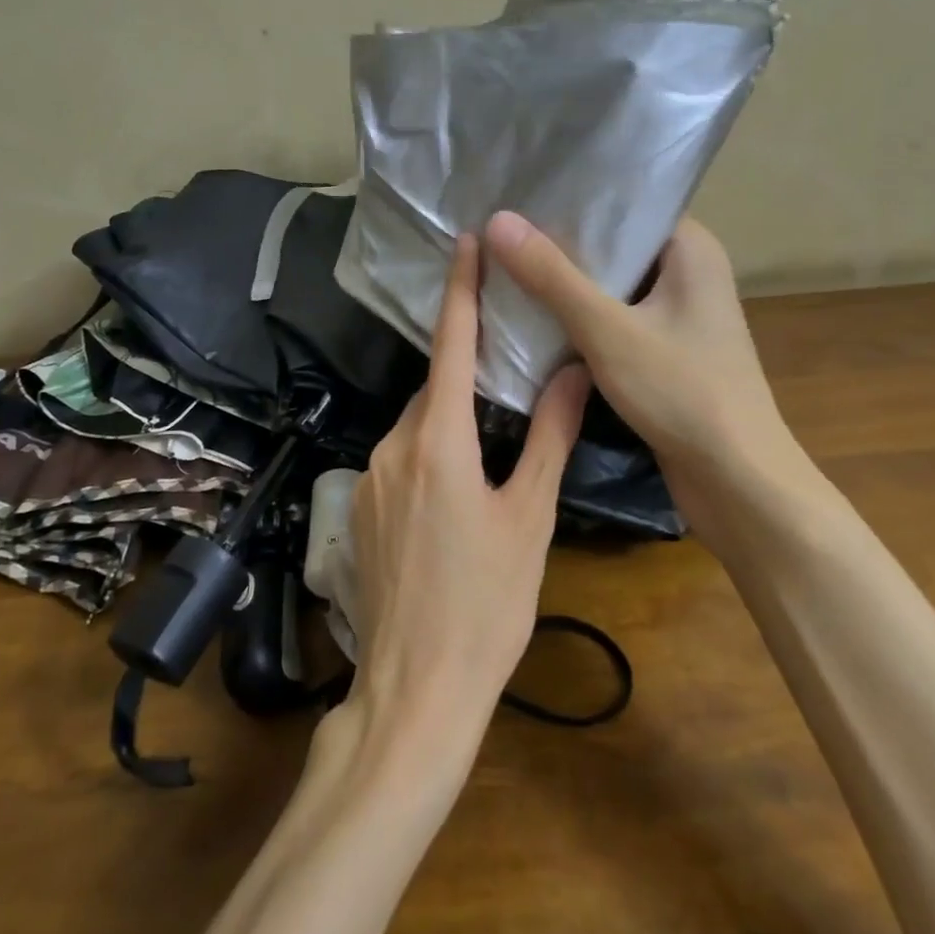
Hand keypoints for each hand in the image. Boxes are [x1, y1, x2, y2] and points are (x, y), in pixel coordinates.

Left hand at [350, 234, 590, 731]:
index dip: (461, 288)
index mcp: (438, 439)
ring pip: (416, 425)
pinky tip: (454, 491)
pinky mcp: (358, 509)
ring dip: (449, 419)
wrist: (414, 691)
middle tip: (507, 369)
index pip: (451, 344)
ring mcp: (367, 478)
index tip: (464, 242)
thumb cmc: (486, 604)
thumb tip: (576, 372)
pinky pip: (398, 458)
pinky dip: (428, 452)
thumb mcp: (530, 518)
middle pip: (434, 388)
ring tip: (488, 443)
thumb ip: (550, 438)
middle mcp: (392, 445)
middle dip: (466, 372)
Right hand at [486, 212, 795, 499]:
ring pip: (611, 285)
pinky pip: (614, 318)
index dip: (572, 197)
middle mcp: (688, 271)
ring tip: (505, 262)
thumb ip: (552, 276)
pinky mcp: (665, 349)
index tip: (517, 192)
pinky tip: (533, 315)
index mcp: (690, 248)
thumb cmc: (683, 392)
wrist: (737, 481)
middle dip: (560, 242)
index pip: (625, 203)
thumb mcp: (608, 330)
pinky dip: (580, 317)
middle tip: (498, 228)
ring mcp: (678, 313)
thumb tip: (497, 220)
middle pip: (613, 244)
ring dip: (566, 283)